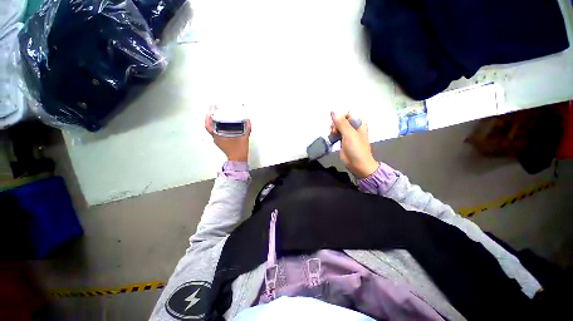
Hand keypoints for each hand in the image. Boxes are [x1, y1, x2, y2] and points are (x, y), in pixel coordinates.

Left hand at [205, 109, 251, 161]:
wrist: (238, 159)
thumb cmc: (238, 151)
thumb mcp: (244, 138)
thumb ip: (247, 129)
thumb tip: (248, 121)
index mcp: (218, 136)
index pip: (209, 126)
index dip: (208, 117)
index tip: (210, 111)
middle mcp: (216, 138)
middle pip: (210, 126)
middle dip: (212, 117)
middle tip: (214, 110)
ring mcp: (218, 141)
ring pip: (214, 129)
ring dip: (215, 122)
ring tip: (219, 116)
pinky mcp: (222, 142)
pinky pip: (218, 133)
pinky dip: (219, 128)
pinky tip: (225, 125)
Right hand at [330, 112, 377, 177]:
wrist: (357, 164)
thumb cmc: (356, 149)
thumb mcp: (349, 134)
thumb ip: (341, 123)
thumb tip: (333, 111)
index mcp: (359, 123)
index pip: (347, 113)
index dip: (340, 117)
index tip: (335, 123)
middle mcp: (354, 126)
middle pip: (341, 119)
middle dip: (335, 123)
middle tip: (333, 130)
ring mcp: (348, 133)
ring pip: (337, 126)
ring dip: (333, 129)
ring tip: (332, 135)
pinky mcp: (343, 140)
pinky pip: (336, 133)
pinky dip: (332, 134)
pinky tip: (331, 138)